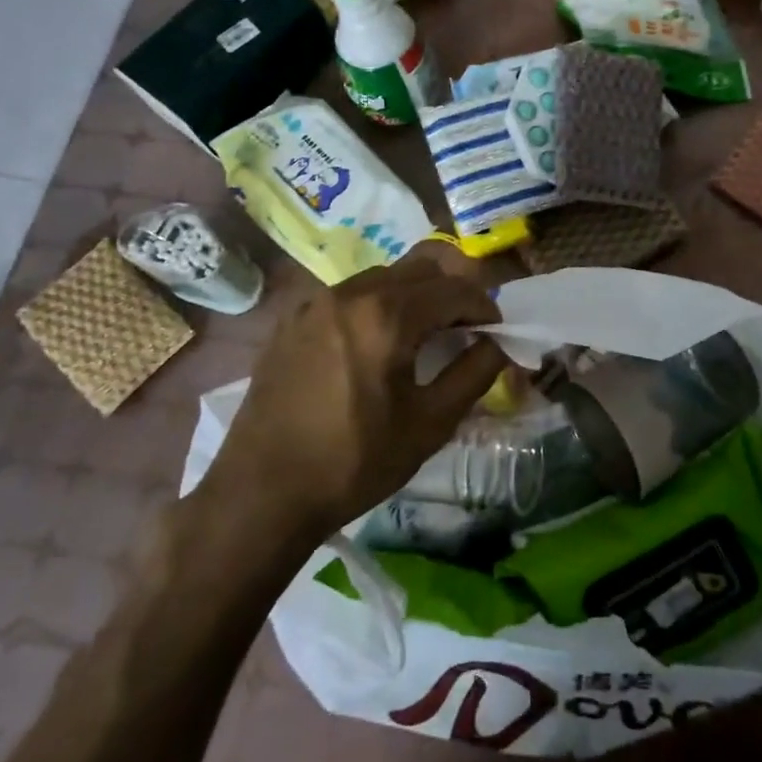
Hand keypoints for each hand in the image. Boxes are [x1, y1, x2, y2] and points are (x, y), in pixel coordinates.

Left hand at [198, 243, 507, 541]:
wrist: (263, 493)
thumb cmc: (355, 462)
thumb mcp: (430, 424)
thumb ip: (474, 373)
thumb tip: (498, 344)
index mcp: (387, 315)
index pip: (455, 289)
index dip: (484, 307)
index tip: (496, 333)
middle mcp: (350, 293)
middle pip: (421, 267)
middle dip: (453, 291)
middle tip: (466, 328)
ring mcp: (315, 302)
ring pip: (384, 276)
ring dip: (415, 295)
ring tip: (424, 336)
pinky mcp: (292, 320)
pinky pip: (350, 295)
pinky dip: (378, 305)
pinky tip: (377, 345)